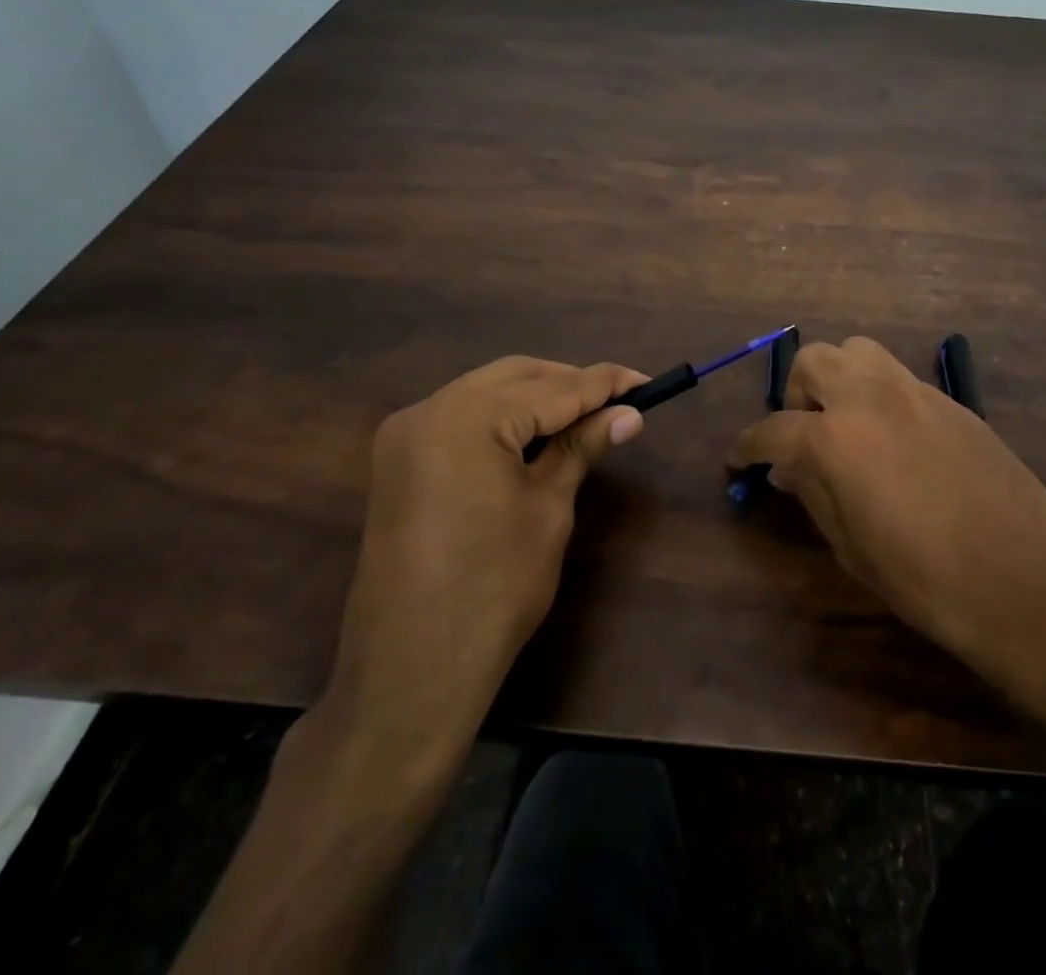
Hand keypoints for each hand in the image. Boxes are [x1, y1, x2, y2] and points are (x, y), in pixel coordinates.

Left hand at [315, 357, 645, 765]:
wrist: (413, 669)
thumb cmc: (494, 588)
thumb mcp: (547, 508)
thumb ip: (582, 447)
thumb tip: (629, 415)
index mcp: (466, 418)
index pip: (552, 388)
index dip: (604, 384)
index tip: (646, 382)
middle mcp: (428, 410)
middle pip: (515, 376)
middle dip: (568, 384)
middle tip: (617, 403)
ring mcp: (406, 434)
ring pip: (486, 390)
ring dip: (536, 397)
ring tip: (584, 418)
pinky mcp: (399, 460)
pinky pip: (461, 416)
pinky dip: (503, 417)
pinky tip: (535, 436)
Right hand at [726, 337, 1045, 701]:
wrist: (1031, 585)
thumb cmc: (929, 582)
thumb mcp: (854, 549)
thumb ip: (814, 495)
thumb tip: (787, 468)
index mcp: (836, 438)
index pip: (772, 429)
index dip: (747, 447)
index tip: (739, 462)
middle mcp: (871, 398)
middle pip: (814, 361)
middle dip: (794, 393)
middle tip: (800, 436)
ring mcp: (917, 393)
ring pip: (859, 351)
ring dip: (838, 378)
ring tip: (844, 425)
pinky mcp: (954, 403)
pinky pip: (900, 378)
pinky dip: (879, 394)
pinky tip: (893, 440)